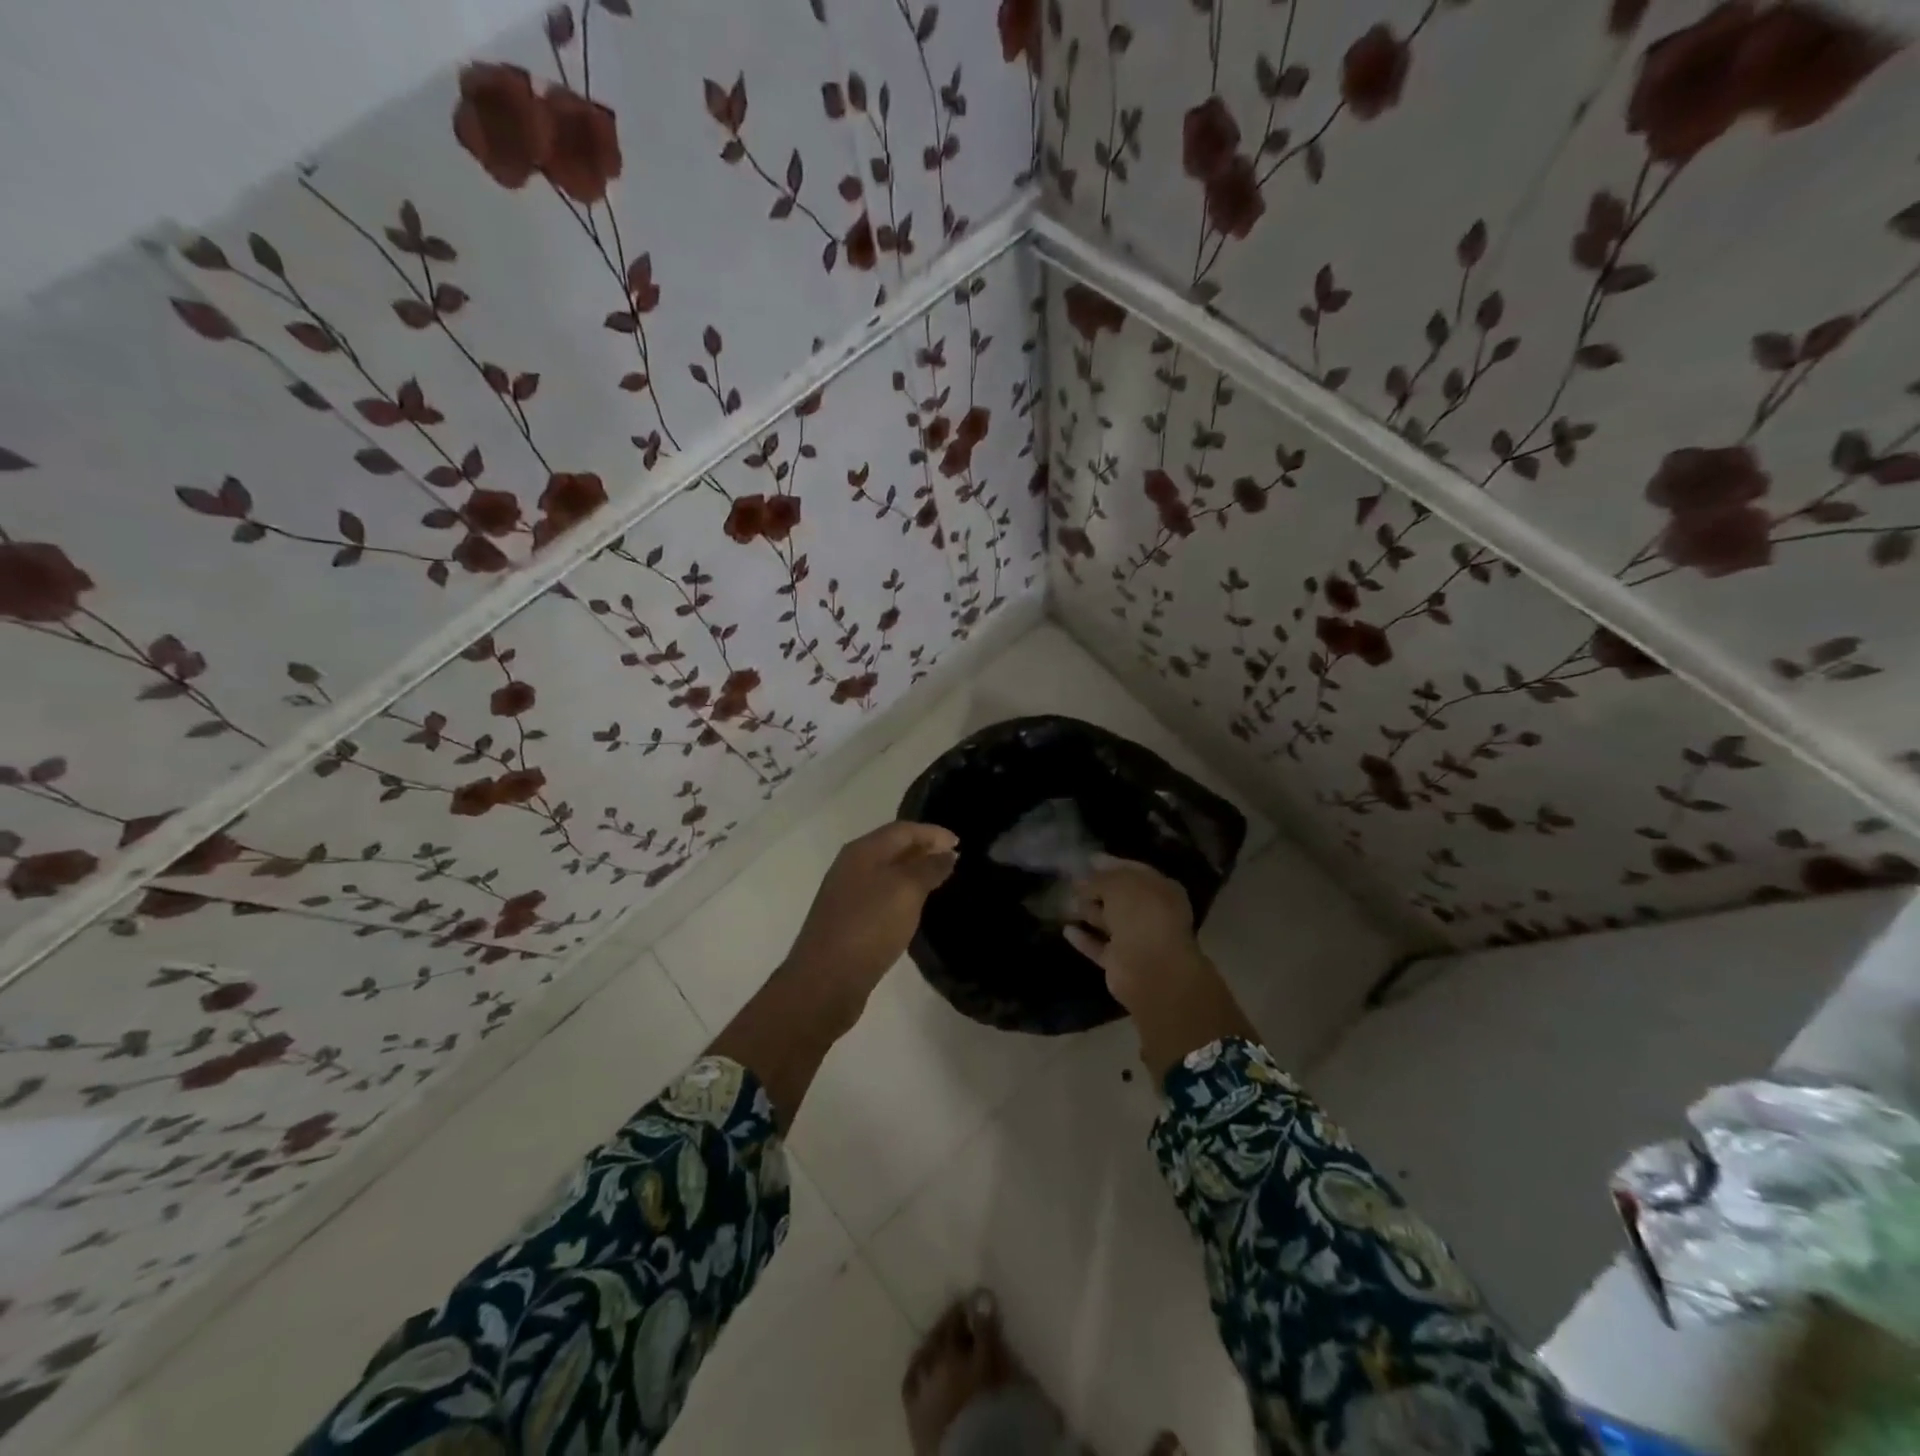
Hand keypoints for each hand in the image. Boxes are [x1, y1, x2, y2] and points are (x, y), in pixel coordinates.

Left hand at [784, 821, 958, 1012]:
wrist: (826, 980)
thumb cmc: (869, 926)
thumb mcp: (906, 891)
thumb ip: (929, 868)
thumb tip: (947, 854)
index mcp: (862, 851)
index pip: (903, 829)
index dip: (933, 832)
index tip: (961, 843)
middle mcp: (851, 866)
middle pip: (892, 846)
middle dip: (923, 848)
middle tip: (954, 859)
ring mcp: (846, 893)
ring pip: (886, 871)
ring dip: (913, 871)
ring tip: (940, 879)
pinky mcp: (848, 919)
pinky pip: (881, 893)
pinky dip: (902, 891)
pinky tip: (914, 905)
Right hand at [1067, 856, 1255, 1079]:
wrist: (1151, 968)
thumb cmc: (1141, 914)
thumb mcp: (1118, 884)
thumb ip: (1099, 879)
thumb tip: (1081, 880)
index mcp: (1161, 889)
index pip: (1134, 871)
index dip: (1111, 864)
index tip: (1087, 859)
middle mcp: (1152, 914)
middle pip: (1120, 897)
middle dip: (1097, 889)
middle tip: (1071, 881)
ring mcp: (1136, 939)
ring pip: (1109, 921)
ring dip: (1088, 912)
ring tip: (1064, 901)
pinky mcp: (1120, 962)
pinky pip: (1098, 946)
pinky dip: (1084, 938)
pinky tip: (1066, 929)